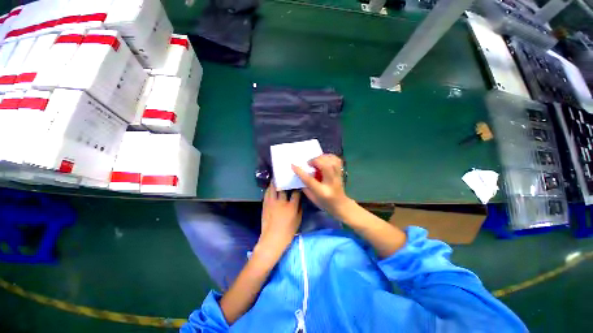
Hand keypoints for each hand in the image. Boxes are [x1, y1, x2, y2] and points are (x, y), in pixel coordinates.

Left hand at [256, 182, 301, 259]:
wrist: (272, 240)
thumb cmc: (287, 232)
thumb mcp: (298, 221)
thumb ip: (299, 209)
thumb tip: (299, 201)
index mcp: (291, 206)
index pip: (295, 193)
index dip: (297, 188)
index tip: (297, 185)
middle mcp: (281, 202)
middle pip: (282, 188)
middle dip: (284, 181)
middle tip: (285, 177)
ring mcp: (272, 203)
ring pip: (272, 188)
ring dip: (274, 183)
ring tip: (276, 178)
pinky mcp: (265, 205)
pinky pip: (266, 194)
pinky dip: (269, 190)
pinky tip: (270, 188)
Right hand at [292, 154, 353, 218]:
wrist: (341, 205)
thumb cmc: (325, 203)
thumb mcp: (313, 199)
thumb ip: (306, 187)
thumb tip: (300, 175)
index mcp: (322, 191)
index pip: (310, 180)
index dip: (300, 172)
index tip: (293, 165)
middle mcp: (331, 182)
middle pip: (325, 166)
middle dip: (315, 161)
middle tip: (309, 163)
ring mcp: (338, 176)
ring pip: (332, 161)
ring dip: (322, 157)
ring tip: (316, 160)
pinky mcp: (341, 172)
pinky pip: (337, 160)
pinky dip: (329, 157)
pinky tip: (324, 159)